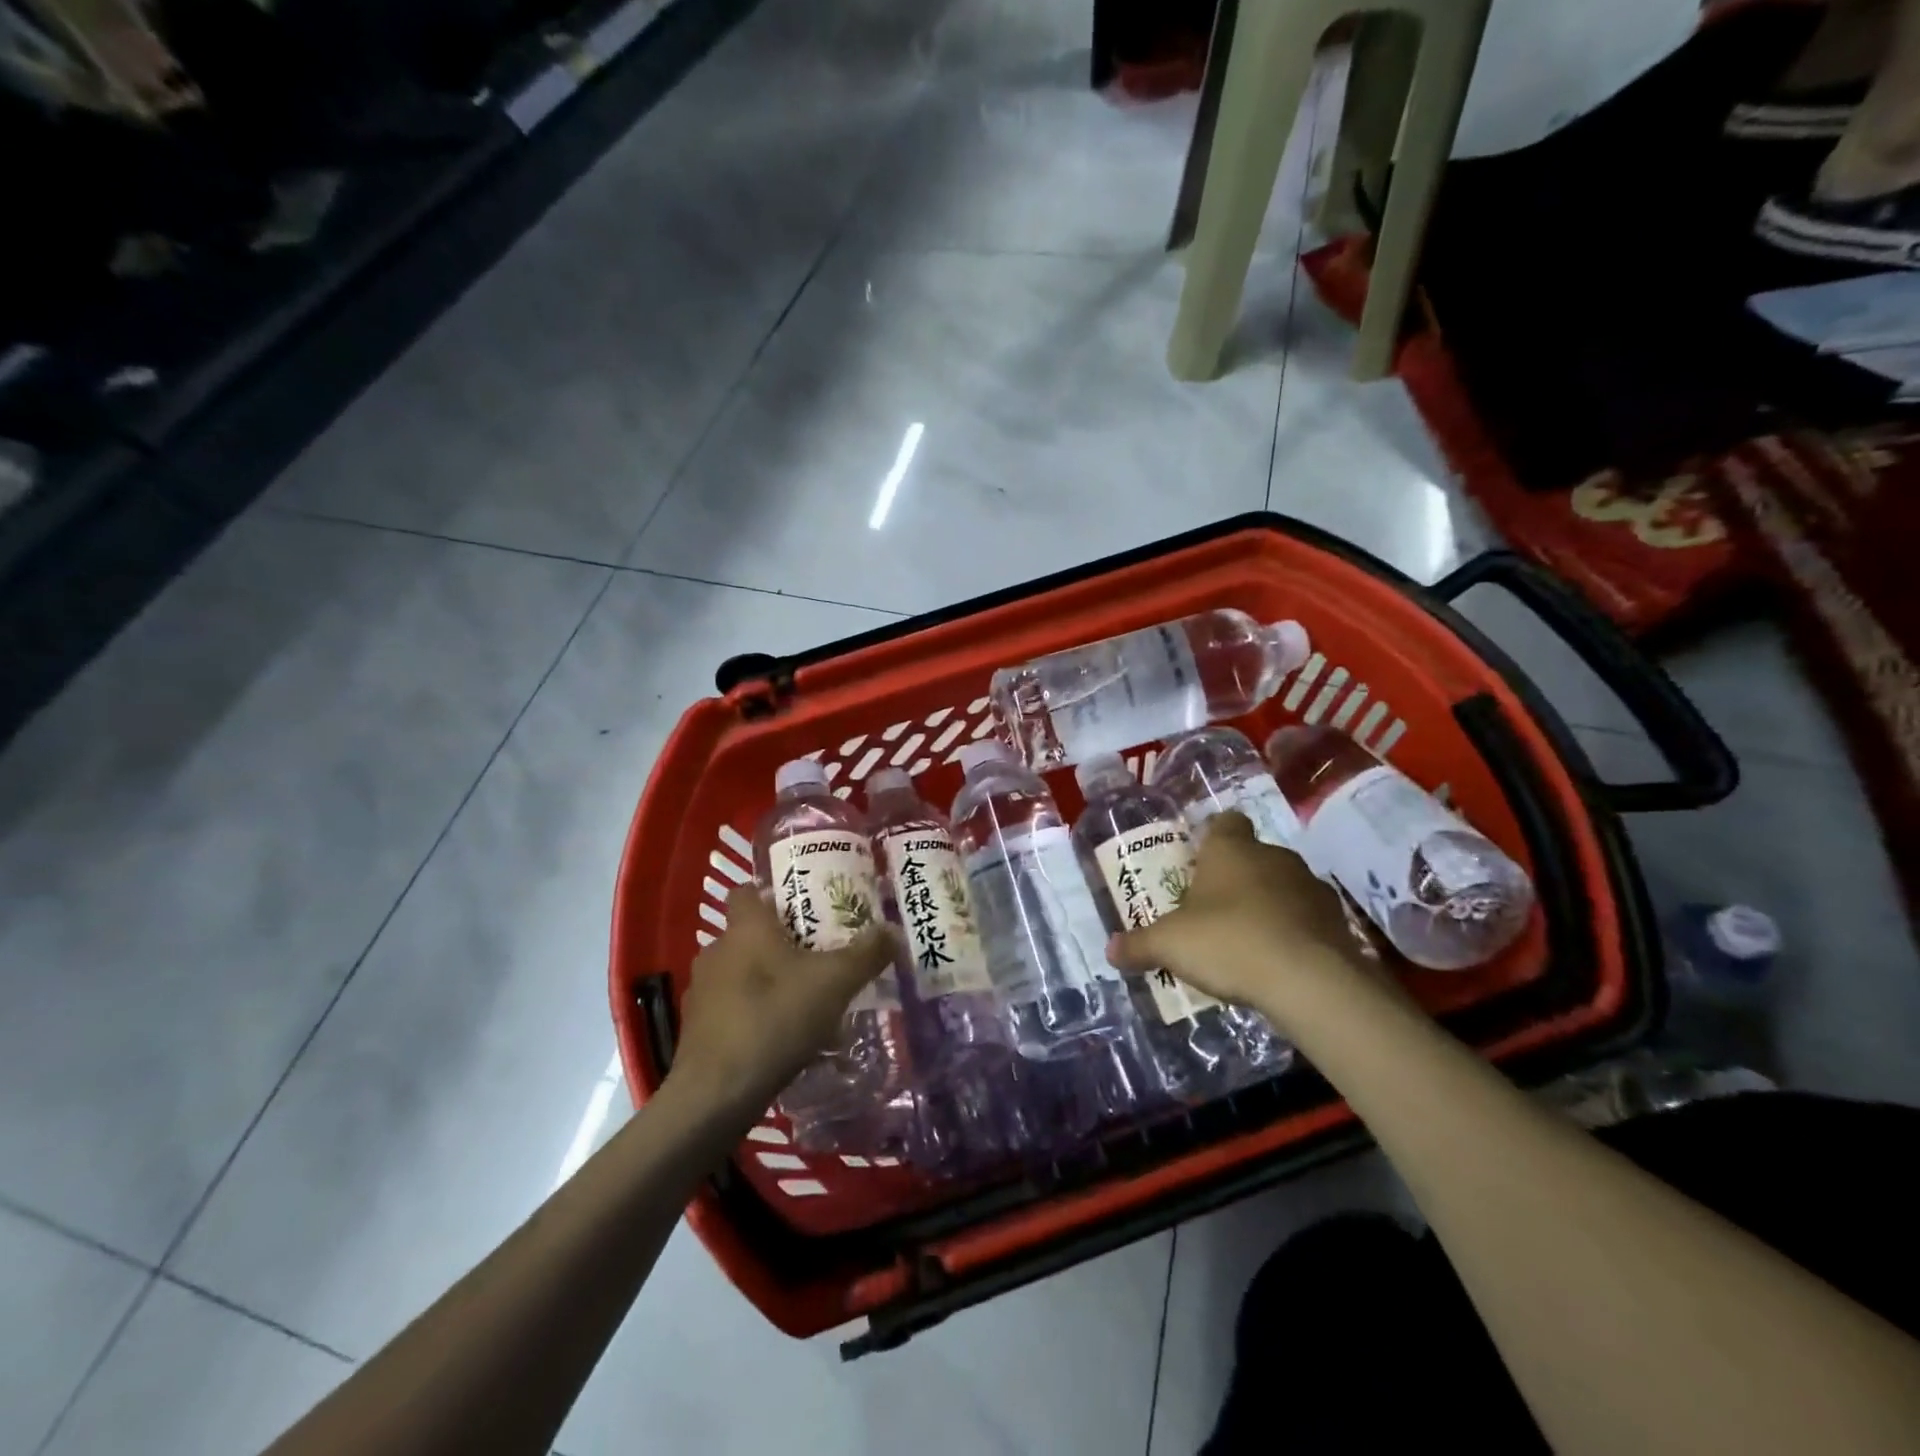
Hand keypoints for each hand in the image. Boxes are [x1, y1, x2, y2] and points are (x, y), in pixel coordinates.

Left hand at [667, 886, 893, 1117]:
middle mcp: (717, 951)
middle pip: (748, 934)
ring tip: (803, 1000)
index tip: (800, 906)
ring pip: (740, 972)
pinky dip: (752, 1014)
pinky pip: (731, 1008)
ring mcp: (702, 991)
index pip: (746, 891)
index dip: (770, 893)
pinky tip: (780, 1036)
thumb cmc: (775, 1019)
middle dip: (780, 942)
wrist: (715, 1095)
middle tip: (817, 955)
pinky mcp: (697, 1029)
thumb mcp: (834, 983)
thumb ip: (866, 954)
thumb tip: (892, 929)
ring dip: (766, 980)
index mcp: (746, 929)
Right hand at [1105, 812, 1380, 1030]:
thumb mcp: (1169, 945)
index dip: (1214, 837)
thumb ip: (1139, 945)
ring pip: (1284, 886)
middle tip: (1215, 910)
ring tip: (1249, 941)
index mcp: (1231, 850)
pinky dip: (1295, 933)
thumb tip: (1110, 950)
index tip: (1201, 860)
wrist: (1309, 981)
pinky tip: (1279, 962)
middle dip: (1237, 878)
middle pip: (1254, 857)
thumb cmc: (1228, 942)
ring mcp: (1311, 887)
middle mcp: (1274, 857)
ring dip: (1269, 905)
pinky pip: (1309, 919)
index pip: (1226, 823)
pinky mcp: (1338, 921)